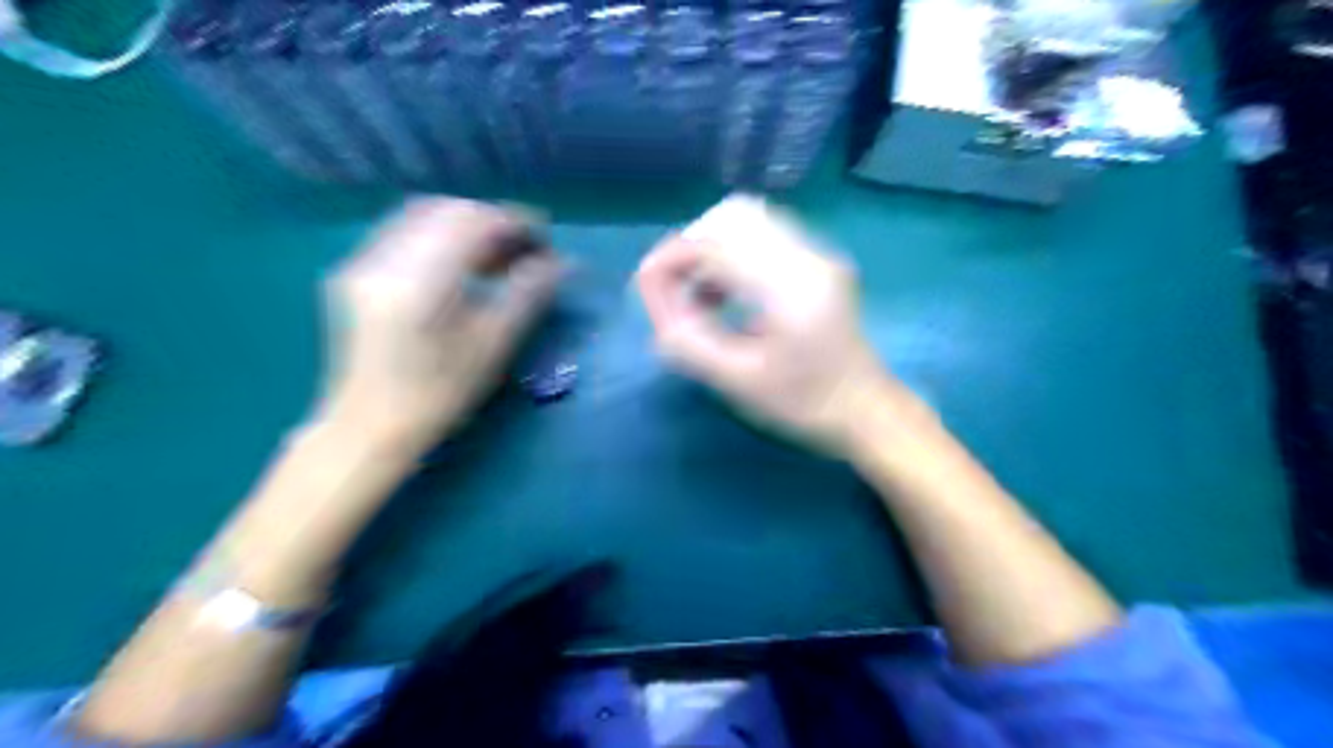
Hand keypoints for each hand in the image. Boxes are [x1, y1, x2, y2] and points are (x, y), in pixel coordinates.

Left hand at [320, 198, 559, 448]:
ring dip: (466, 227)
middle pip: (447, 211)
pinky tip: (460, 265)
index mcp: (419, 280)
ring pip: (423, 216)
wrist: (367, 428)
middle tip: (523, 250)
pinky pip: (404, 233)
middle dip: (492, 221)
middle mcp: (384, 259)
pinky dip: (440, 237)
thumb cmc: (438, 396)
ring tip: (496, 258)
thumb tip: (562, 263)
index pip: (472, 221)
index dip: (514, 222)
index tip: (544, 239)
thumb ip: (528, 295)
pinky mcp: (355, 272)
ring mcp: (362, 262)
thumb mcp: (492, 346)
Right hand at [635, 195, 918, 454]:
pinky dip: (732, 255)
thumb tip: (659, 310)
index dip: (671, 260)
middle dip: (690, 246)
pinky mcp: (818, 261)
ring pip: (748, 220)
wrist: (865, 411)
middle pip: (732, 215)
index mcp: (790, 287)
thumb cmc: (804, 405)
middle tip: (675, 290)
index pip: (715, 244)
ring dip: (711, 249)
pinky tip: (725, 295)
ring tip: (699, 298)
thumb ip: (689, 343)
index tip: (647, 287)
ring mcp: (817, 254)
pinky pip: (763, 236)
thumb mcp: (737, 382)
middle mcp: (808, 255)